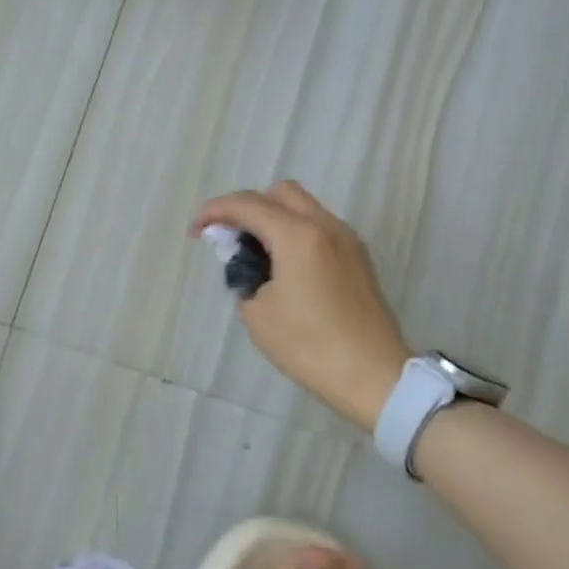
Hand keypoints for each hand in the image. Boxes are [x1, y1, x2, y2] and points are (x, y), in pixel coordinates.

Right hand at [193, 181, 410, 429]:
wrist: (371, 374)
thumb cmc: (308, 344)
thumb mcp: (257, 312)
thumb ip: (245, 275)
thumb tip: (251, 264)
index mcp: (297, 235)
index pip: (247, 204)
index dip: (215, 211)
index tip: (196, 231)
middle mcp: (325, 226)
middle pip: (280, 193)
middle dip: (248, 207)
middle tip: (229, 237)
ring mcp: (347, 240)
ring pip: (303, 208)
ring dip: (273, 219)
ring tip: (255, 254)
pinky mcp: (358, 258)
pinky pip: (319, 228)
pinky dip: (294, 233)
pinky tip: (283, 267)